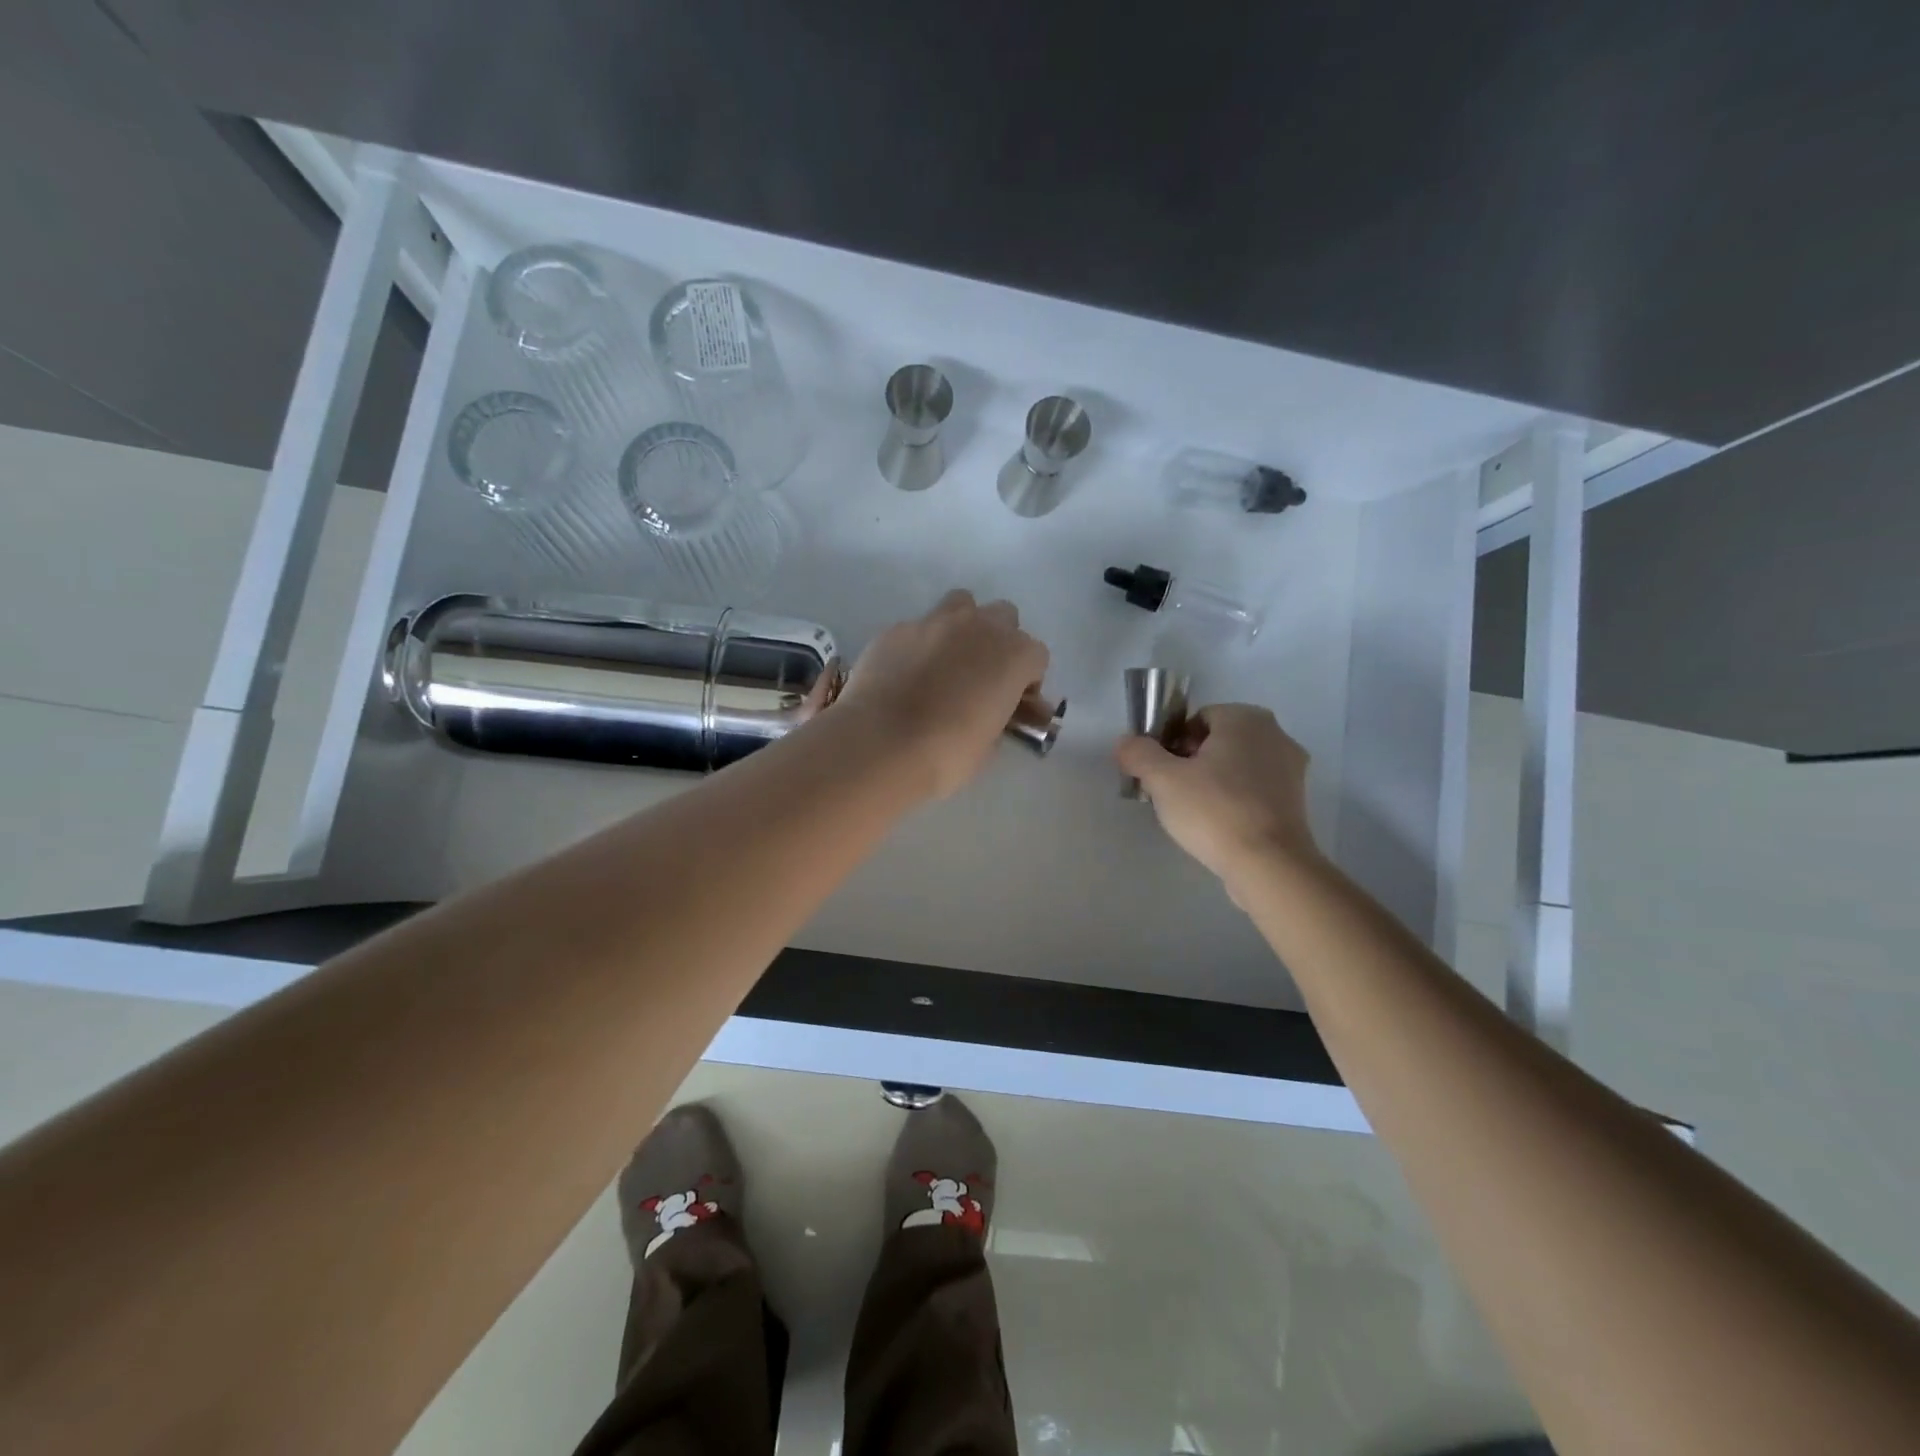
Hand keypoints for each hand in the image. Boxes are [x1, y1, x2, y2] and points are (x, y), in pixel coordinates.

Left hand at [837, 590, 1049, 799]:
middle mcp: (979, 627)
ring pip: (961, 605)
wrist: (880, 745)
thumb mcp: (988, 745)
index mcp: (1013, 656)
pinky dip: (920, 645)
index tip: (1013, 704)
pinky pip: (918, 628)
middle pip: (1003, 617)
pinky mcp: (896, 629)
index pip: (1036, 657)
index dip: (1027, 681)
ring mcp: (934, 622)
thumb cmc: (946, 754)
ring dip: (962, 627)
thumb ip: (998, 717)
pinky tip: (906, 675)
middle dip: (999, 641)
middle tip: (982, 677)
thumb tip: (992, 713)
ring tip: (947, 662)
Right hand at [1114, 704, 1320, 884]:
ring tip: (1193, 812)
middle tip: (1172, 792)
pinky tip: (1219, 825)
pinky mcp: (1297, 801)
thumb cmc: (1214, 810)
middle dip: (1192, 762)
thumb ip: (1138, 754)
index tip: (1161, 772)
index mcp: (1246, 718)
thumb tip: (1126, 743)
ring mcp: (1292, 768)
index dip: (1172, 743)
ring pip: (1237, 766)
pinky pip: (1255, 790)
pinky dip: (1235, 800)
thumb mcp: (1162, 779)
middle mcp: (1276, 734)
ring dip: (1214, 781)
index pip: (1197, 719)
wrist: (1269, 864)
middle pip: (1218, 741)